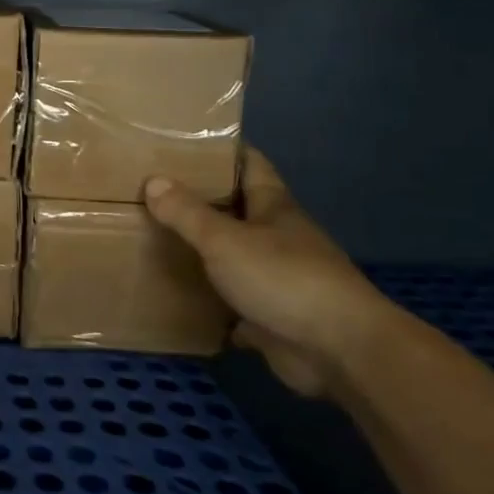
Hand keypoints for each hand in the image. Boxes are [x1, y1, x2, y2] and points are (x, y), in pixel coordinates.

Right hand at [143, 150, 397, 397]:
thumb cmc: (284, 279)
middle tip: (154, 192)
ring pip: (235, 257)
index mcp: (274, 208)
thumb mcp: (225, 240)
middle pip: (238, 210)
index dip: (222, 151)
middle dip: (202, 202)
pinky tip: (181, 298)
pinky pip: (235, 303)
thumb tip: (153, 181)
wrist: (340, 351)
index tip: (184, 143)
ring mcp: (279, 279)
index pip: (250, 164)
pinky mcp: (273, 317)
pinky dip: (212, 302)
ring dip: (205, 253)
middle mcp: (279, 238)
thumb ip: (187, 213)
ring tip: (157, 241)